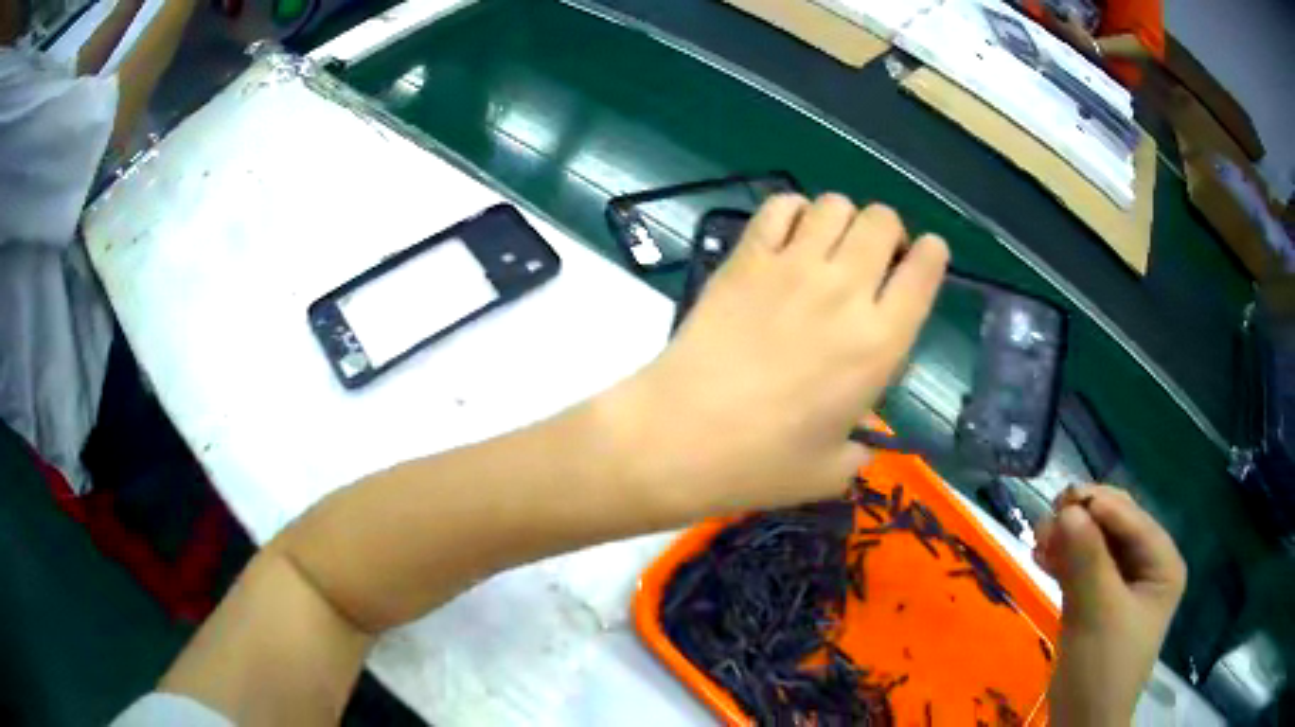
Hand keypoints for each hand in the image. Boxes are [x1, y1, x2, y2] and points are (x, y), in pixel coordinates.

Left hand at [604, 194, 948, 514]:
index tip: (924, 260)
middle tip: (872, 259)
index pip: (925, 270)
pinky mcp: (746, 258)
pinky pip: (780, 206)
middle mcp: (845, 291)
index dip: (932, 255)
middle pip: (883, 220)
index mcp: (880, 343)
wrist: (680, 436)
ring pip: (835, 204)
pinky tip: (787, 238)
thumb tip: (856, 441)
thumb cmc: (761, 463)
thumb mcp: (832, 472)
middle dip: (888, 232)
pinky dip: (793, 211)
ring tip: (829, 247)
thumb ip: (858, 451)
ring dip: (842, 219)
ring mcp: (792, 266)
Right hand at [1035, 485, 1186, 726]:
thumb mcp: (1097, 614)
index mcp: (1163, 564)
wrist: (1081, 726)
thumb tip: (1067, 509)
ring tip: (1037, 540)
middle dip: (1082, 522)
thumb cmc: (1101, 670)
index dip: (1099, 506)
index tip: (1059, 502)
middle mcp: (1148, 567)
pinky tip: (1042, 557)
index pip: (1133, 521)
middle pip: (1115, 528)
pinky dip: (1064, 561)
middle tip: (1045, 523)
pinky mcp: (1100, 603)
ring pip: (1096, 547)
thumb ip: (1086, 560)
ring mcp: (1124, 586)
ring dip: (1069, 540)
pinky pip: (1084, 569)